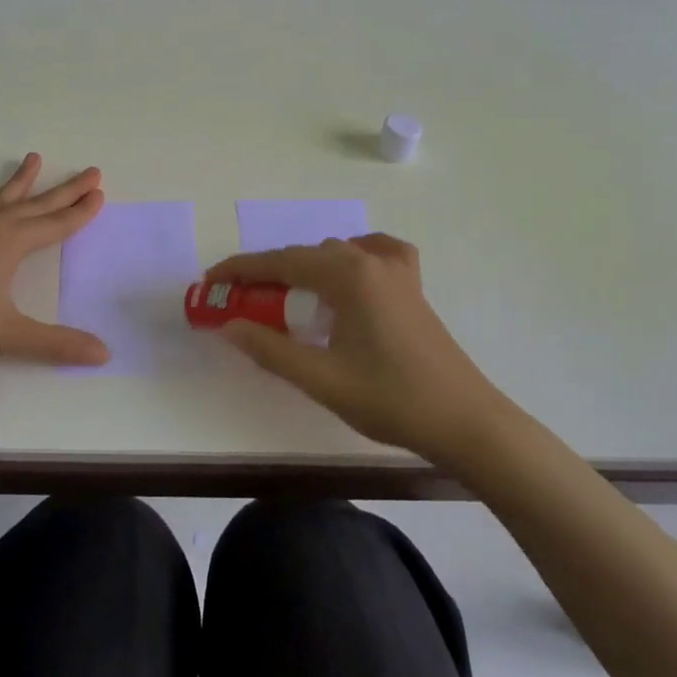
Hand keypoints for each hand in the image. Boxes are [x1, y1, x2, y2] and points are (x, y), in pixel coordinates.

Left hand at [0, 153, 109, 370]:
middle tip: (90, 172)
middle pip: (35, 205)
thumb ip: (57, 344)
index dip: (80, 212)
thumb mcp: (8, 336)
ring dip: (18, 181)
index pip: (56, 225)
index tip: (100, 193)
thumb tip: (105, 353)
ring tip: (34, 158)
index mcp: (10, 244)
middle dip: (64, 190)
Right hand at [206, 233, 501, 458]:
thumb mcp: (322, 379)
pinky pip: (375, 254)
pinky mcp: (412, 287)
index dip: (240, 271)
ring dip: (303, 269)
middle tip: (238, 300)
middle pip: (305, 255)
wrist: (466, 422)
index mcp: (347, 276)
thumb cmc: (391, 399)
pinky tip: (347, 274)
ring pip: (335, 254)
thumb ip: (270, 349)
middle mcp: (370, 261)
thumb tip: (228, 326)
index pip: (280, 262)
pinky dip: (350, 258)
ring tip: (281, 297)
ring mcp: (396, 271)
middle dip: (267, 273)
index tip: (210, 282)